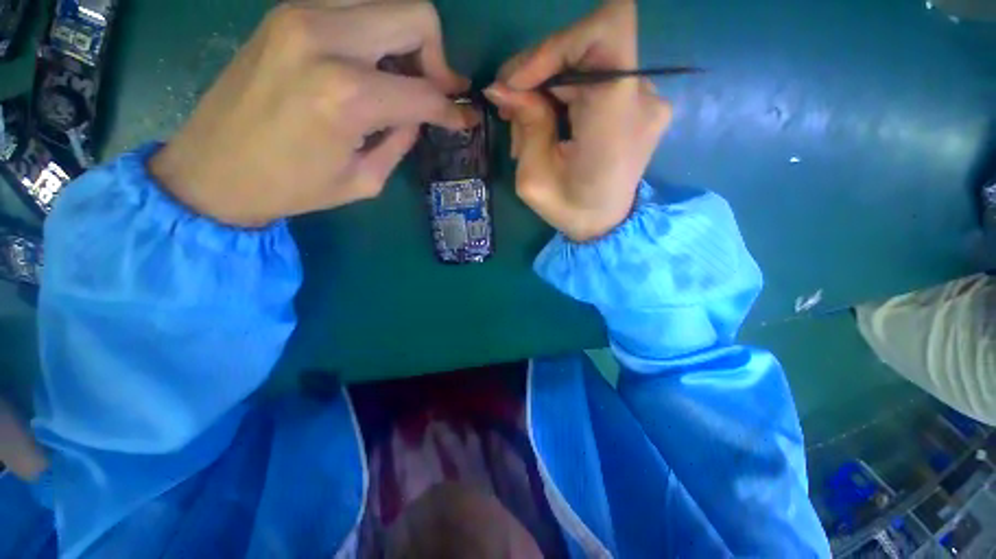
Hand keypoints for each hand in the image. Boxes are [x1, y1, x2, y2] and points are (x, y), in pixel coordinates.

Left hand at [150, 1, 473, 227]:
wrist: (213, 169)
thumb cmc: (293, 187)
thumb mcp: (365, 179)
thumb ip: (400, 139)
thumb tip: (419, 113)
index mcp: (347, 96)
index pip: (425, 92)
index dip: (453, 109)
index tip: (466, 119)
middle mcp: (326, 39)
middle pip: (414, 15)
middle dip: (437, 57)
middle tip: (437, 90)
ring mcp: (301, 15)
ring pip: (387, 3)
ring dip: (408, 41)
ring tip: (405, 79)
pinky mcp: (287, 13)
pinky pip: (355, 7)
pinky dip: (377, 33)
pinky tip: (372, 66)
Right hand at [485, 1, 671, 241]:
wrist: (606, 227)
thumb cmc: (570, 211)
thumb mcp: (534, 178)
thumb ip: (525, 124)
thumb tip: (501, 86)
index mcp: (615, 118)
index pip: (606, 31)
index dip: (557, 43)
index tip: (522, 81)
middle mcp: (640, 98)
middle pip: (584, 48)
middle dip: (537, 73)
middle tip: (509, 109)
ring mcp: (645, 98)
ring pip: (584, 63)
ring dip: (546, 87)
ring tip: (525, 127)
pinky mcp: (638, 103)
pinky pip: (594, 79)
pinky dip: (564, 93)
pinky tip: (549, 123)